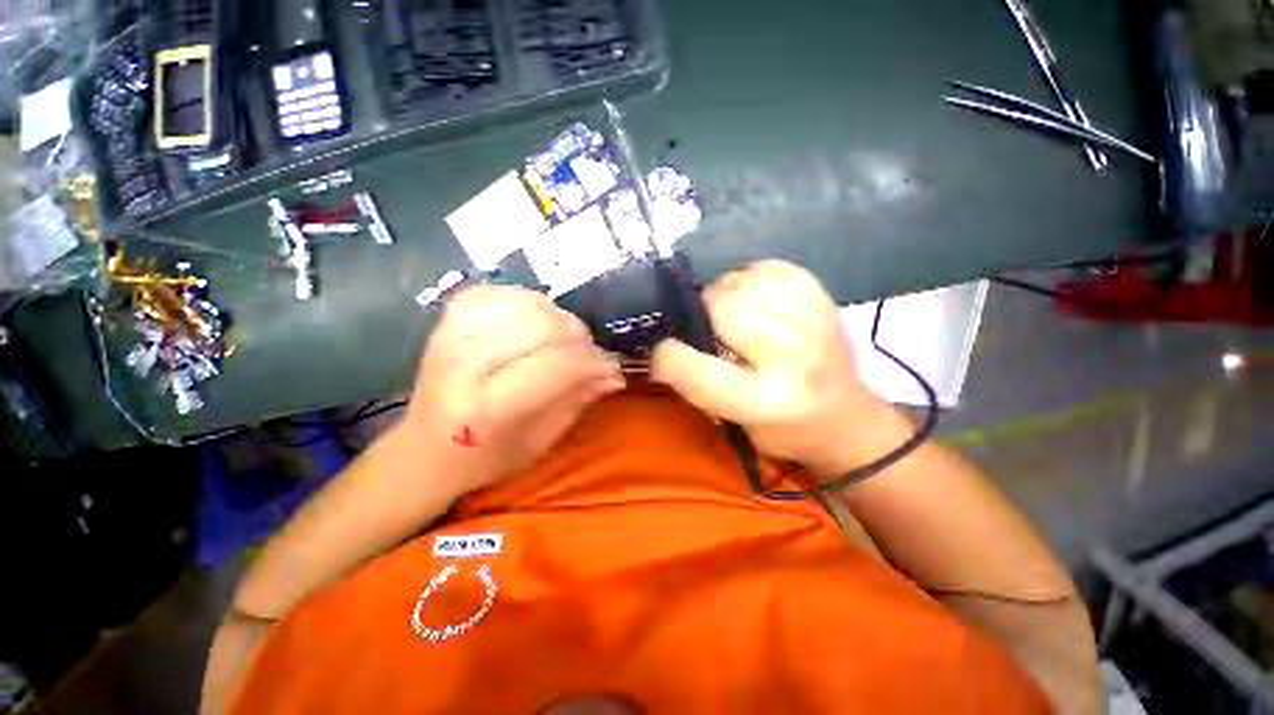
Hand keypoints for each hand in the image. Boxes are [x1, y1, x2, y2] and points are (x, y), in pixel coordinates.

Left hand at [403, 286, 624, 491]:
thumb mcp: (541, 440)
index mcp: (487, 407)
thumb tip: (614, 374)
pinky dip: (526, 302)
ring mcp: (449, 336)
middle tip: (587, 354)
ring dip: (556, 318)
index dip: (592, 361)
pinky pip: (499, 292)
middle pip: (542, 325)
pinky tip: (532, 322)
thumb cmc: (488, 456)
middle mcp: (463, 364)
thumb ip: (578, 399)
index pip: (557, 364)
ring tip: (561, 340)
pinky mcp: (446, 320)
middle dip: (578, 337)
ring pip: (524, 303)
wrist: (426, 448)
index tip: (610, 368)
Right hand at [651, 260, 902, 478]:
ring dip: (725, 293)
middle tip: (706, 327)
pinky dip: (751, 277)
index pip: (692, 368)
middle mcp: (790, 357)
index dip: (666, 356)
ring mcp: (811, 321)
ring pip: (742, 281)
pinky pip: (770, 268)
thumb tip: (669, 343)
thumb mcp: (732, 424)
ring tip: (732, 313)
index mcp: (763, 401)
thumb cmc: (782, 430)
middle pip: (721, 308)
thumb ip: (697, 385)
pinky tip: (755, 298)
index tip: (663, 354)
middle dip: (700, 313)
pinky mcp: (823, 298)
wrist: (847, 418)